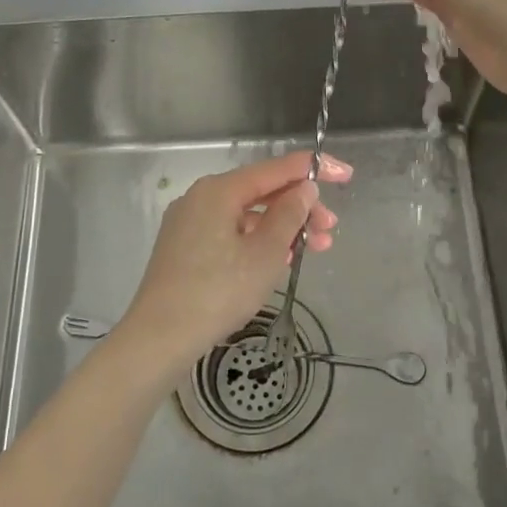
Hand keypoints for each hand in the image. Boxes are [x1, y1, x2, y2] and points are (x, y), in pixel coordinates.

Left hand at [114, 151, 351, 377]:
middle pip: (261, 191)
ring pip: (247, 214)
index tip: (346, 175)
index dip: (313, 168)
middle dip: (300, 207)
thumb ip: (289, 215)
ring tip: (316, 249)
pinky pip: (231, 232)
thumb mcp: (265, 253)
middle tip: (330, 230)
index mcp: (219, 190)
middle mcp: (202, 197)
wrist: (160, 338)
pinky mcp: (185, 247)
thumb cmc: (218, 292)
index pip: (275, 168)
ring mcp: (190, 223)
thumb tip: (304, 188)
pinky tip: (280, 260)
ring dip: (283, 227)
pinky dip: (259, 241)